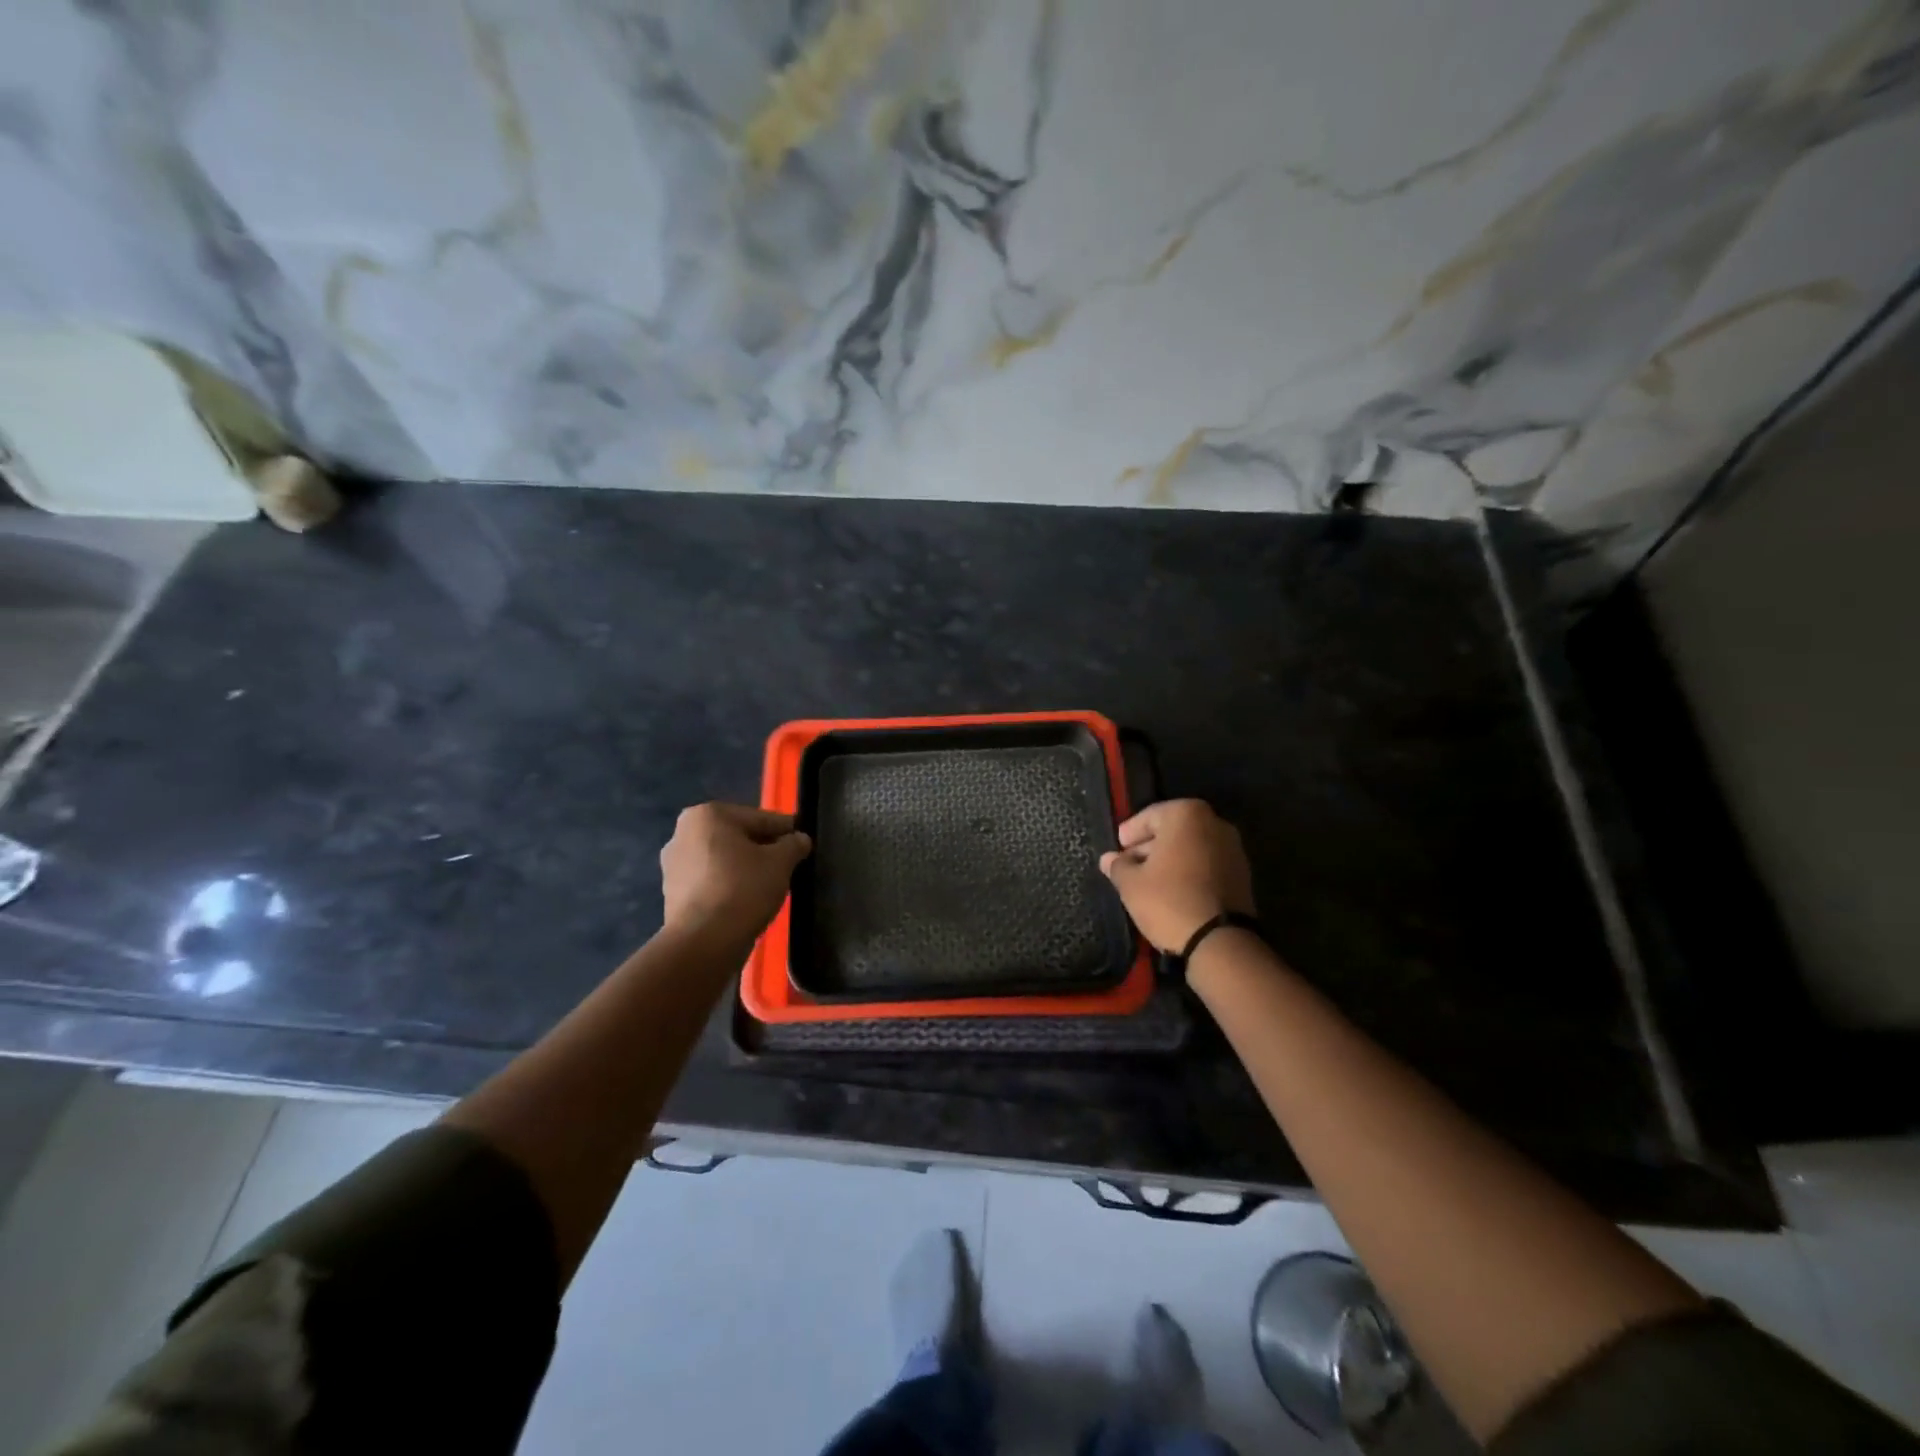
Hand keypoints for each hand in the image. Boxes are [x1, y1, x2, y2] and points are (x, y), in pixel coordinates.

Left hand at [660, 803, 811, 940]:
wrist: (703, 942)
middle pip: (738, 836)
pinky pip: (710, 880)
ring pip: (723, 859)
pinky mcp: (672, 892)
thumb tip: (800, 839)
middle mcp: (683, 832)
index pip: (760, 818)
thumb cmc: (743, 889)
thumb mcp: (781, 862)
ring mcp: (673, 864)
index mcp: (709, 814)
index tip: (803, 841)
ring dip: (745, 867)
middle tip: (788, 865)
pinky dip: (728, 885)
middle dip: (763, 849)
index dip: (786, 831)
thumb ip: (794, 845)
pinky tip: (747, 899)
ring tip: (769, 885)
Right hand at [1099, 799, 1254, 952]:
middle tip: (1129, 866)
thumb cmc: (1168, 900)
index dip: (1129, 833)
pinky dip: (1189, 871)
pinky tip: (1173, 891)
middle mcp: (1214, 823)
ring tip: (1149, 882)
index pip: (1149, 816)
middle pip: (1172, 830)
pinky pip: (1207, 863)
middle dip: (1150, 846)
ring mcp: (1233, 848)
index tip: (1117, 849)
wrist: (1220, 941)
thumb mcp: (1131, 884)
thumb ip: (1118, 866)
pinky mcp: (1242, 874)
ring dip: (1170, 860)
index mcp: (1186, 814)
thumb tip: (1108, 859)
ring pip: (1191, 847)